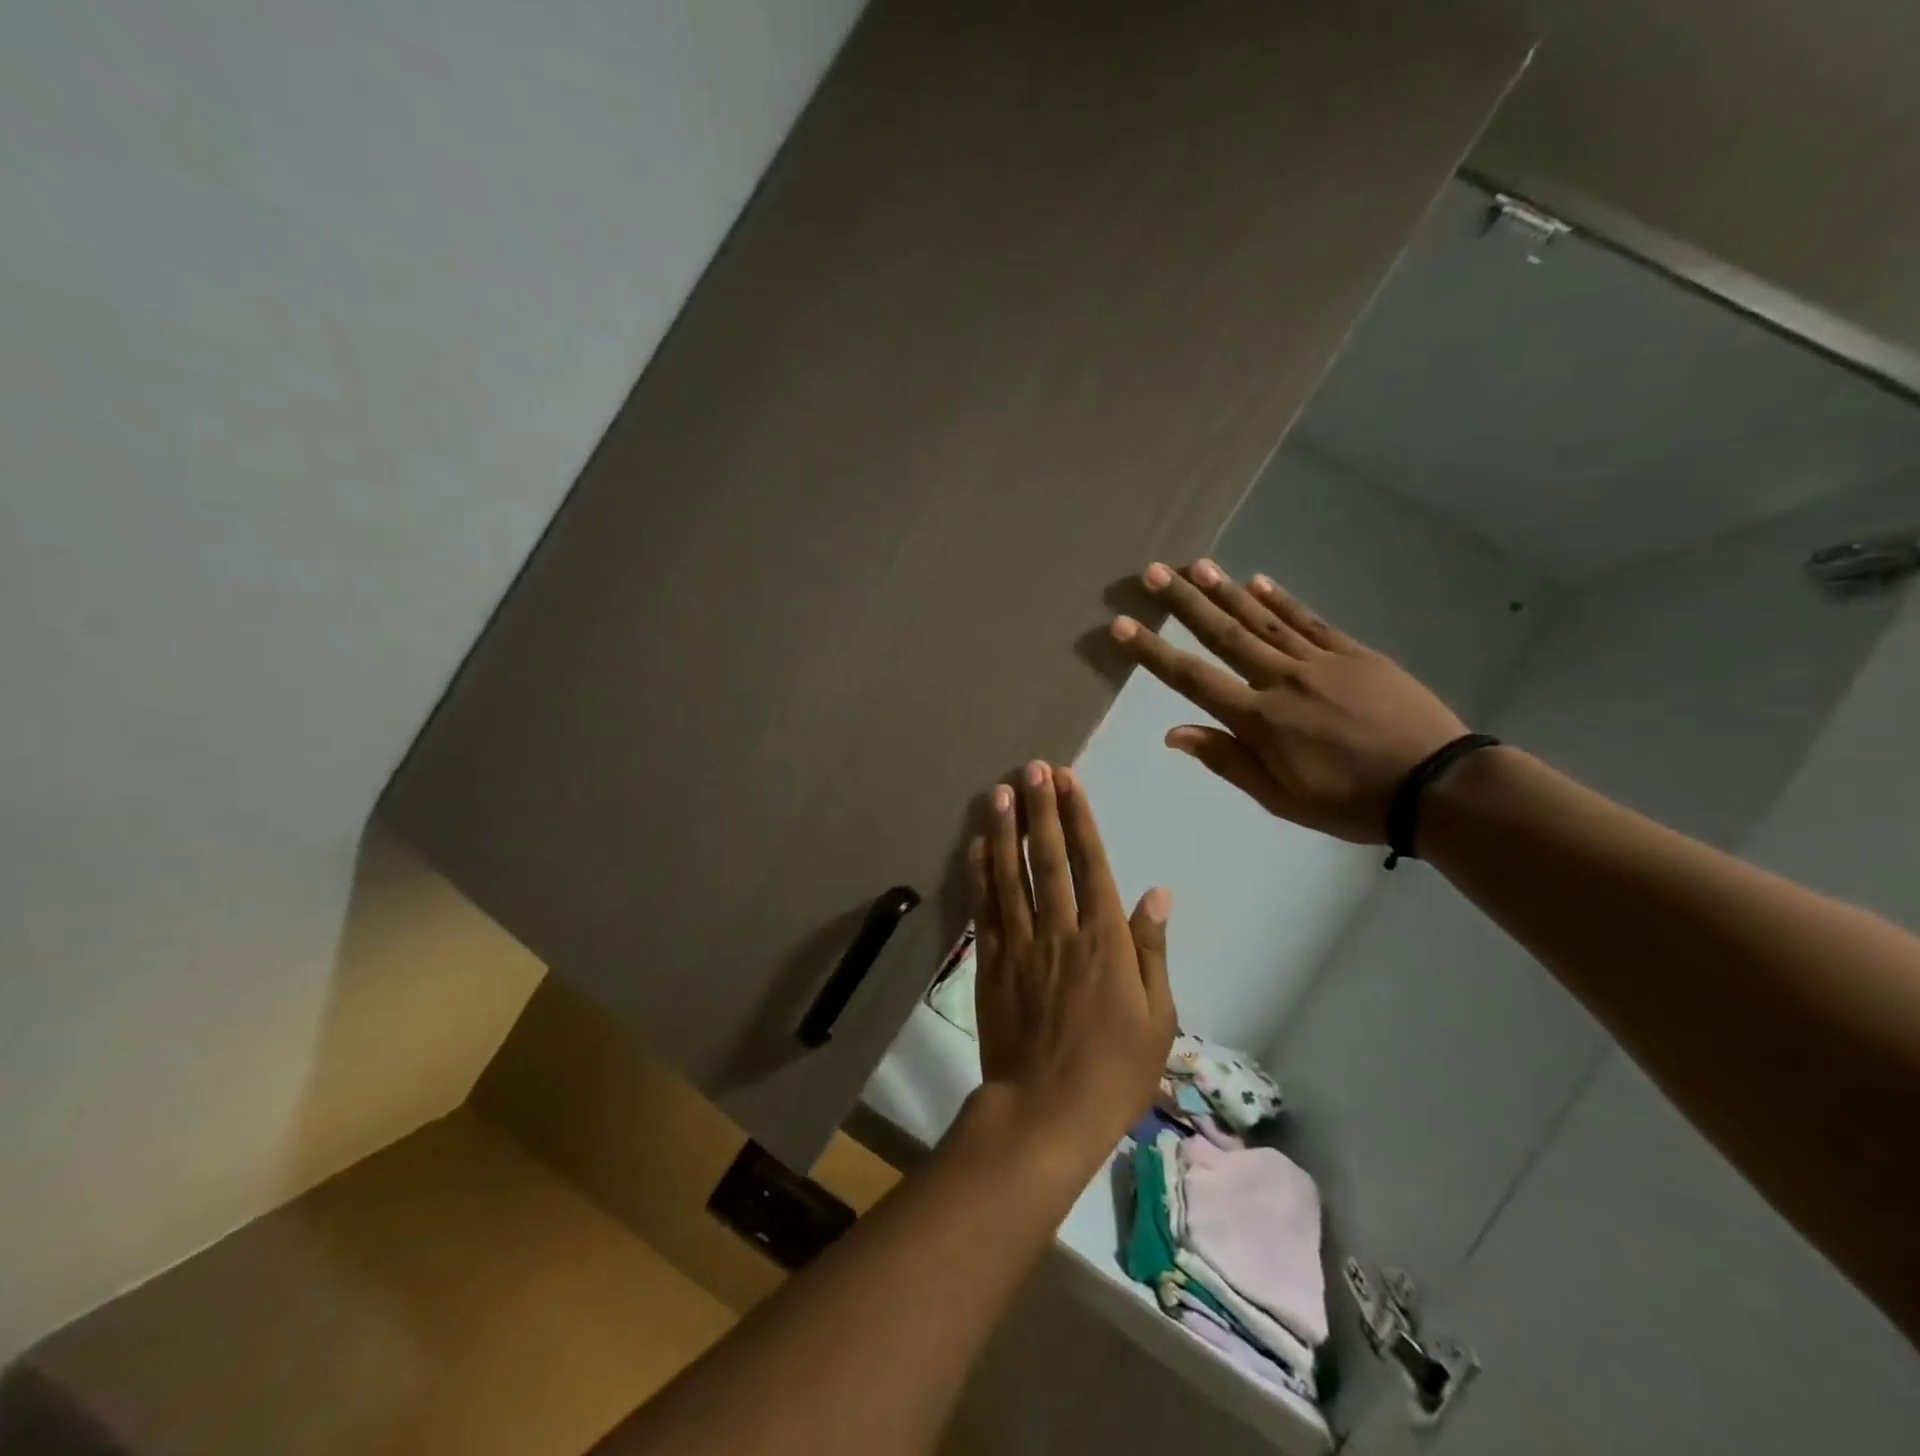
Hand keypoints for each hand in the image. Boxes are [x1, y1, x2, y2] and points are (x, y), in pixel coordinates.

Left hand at [968, 761, 1176, 1167]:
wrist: (1046, 1114)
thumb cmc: (1114, 1071)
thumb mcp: (1157, 1017)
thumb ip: (1151, 950)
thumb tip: (1156, 892)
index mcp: (1105, 941)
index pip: (1091, 864)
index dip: (1079, 819)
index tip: (1068, 782)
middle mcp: (1060, 931)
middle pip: (1048, 859)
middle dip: (1041, 810)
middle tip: (1032, 769)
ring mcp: (1021, 945)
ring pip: (1011, 876)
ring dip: (1005, 830)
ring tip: (1000, 791)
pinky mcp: (991, 963)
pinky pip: (985, 910)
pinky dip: (980, 875)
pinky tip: (977, 844)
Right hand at [1109, 560, 1467, 844]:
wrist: (1437, 786)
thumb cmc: (1349, 802)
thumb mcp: (1279, 797)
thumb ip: (1226, 760)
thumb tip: (1174, 733)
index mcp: (1258, 720)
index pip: (1192, 679)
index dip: (1152, 651)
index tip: (1122, 624)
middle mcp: (1280, 680)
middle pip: (1223, 635)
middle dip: (1183, 603)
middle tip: (1153, 573)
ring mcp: (1319, 661)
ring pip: (1262, 619)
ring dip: (1225, 591)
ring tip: (1195, 565)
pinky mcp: (1354, 653)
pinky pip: (1309, 620)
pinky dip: (1281, 599)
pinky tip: (1257, 580)